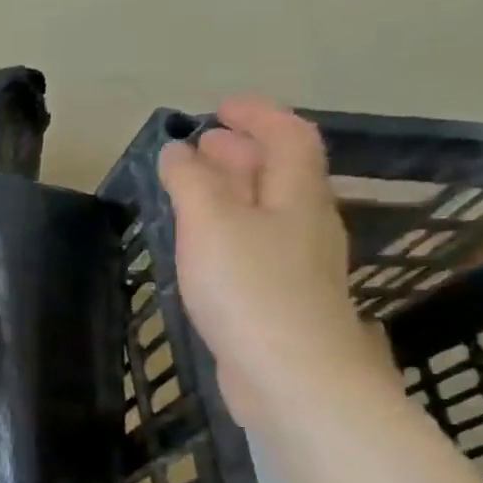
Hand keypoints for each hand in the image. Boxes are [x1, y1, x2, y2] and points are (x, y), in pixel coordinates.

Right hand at [156, 98, 381, 427]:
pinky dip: (229, 225)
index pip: (290, 138)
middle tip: (202, 143)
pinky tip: (203, 242)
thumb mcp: (211, 223)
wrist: (291, 375)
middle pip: (281, 172)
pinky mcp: (281, 296)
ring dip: (234, 188)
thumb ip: (192, 181)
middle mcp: (305, 222)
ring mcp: (296, 262)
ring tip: (194, 186)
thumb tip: (177, 150)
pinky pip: (256, 242)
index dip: (259, 115)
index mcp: (297, 196)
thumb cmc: (250, 288)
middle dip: (243, 150)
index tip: (220, 108)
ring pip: (267, 208)